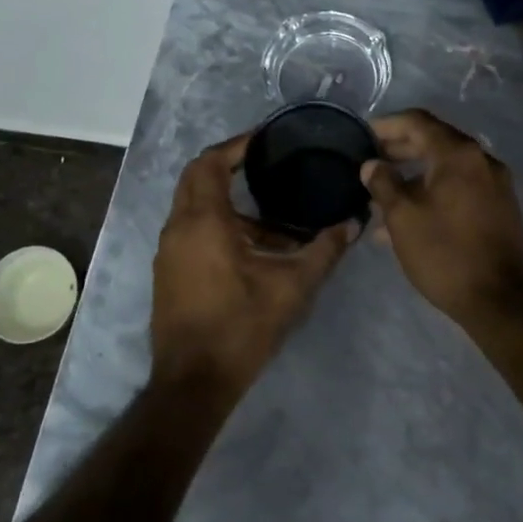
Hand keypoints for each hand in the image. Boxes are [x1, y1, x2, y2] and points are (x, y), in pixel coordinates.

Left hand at [151, 134, 354, 396]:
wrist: (193, 382)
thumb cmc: (241, 326)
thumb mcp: (291, 287)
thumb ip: (324, 251)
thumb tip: (353, 224)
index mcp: (203, 222)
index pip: (209, 163)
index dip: (236, 145)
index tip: (264, 139)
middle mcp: (178, 228)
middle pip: (196, 178)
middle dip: (228, 166)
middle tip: (265, 165)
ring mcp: (169, 252)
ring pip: (195, 208)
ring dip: (228, 204)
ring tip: (274, 219)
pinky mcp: (169, 272)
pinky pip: (192, 231)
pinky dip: (218, 226)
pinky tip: (254, 250)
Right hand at [361, 109, 522, 324]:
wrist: (501, 301)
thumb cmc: (445, 254)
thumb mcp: (403, 218)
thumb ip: (383, 184)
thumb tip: (372, 165)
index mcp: (459, 154)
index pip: (418, 122)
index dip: (387, 125)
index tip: (362, 135)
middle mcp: (482, 160)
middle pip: (434, 142)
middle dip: (399, 150)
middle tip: (370, 163)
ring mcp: (495, 184)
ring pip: (446, 168)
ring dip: (414, 176)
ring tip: (382, 195)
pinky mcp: (499, 208)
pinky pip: (460, 188)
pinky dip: (433, 192)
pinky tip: (410, 217)